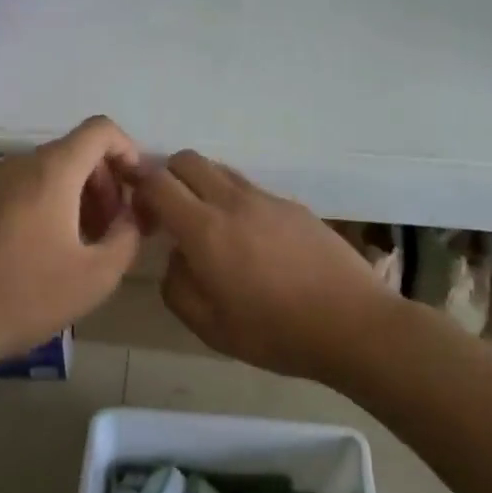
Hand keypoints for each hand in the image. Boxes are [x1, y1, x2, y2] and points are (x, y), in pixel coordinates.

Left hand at [0, 116, 142, 367]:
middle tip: (116, 227)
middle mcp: (22, 165)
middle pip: (77, 151)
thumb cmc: (27, 296)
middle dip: (107, 181)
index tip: (139, 190)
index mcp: (53, 171)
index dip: (129, 151)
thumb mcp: (98, 274)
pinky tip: (53, 251)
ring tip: (88, 243)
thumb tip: (132, 216)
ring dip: (81, 196)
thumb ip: (127, 235)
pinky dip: (52, 205)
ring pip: (52, 171)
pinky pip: (27, 188)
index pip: (101, 130)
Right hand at [131, 151, 401, 378]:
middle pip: (188, 160)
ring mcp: (268, 199)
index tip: (138, 211)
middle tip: (169, 214)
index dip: (139, 188)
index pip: (158, 182)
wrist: (353, 323)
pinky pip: (251, 190)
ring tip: (210, 227)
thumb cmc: (275, 333)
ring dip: (202, 186)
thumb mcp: (209, 326)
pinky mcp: (294, 206)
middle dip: (168, 177)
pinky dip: (235, 201)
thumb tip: (178, 256)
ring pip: (221, 170)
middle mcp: (233, 202)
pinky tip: (251, 241)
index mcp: (205, 229)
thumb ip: (177, 286)